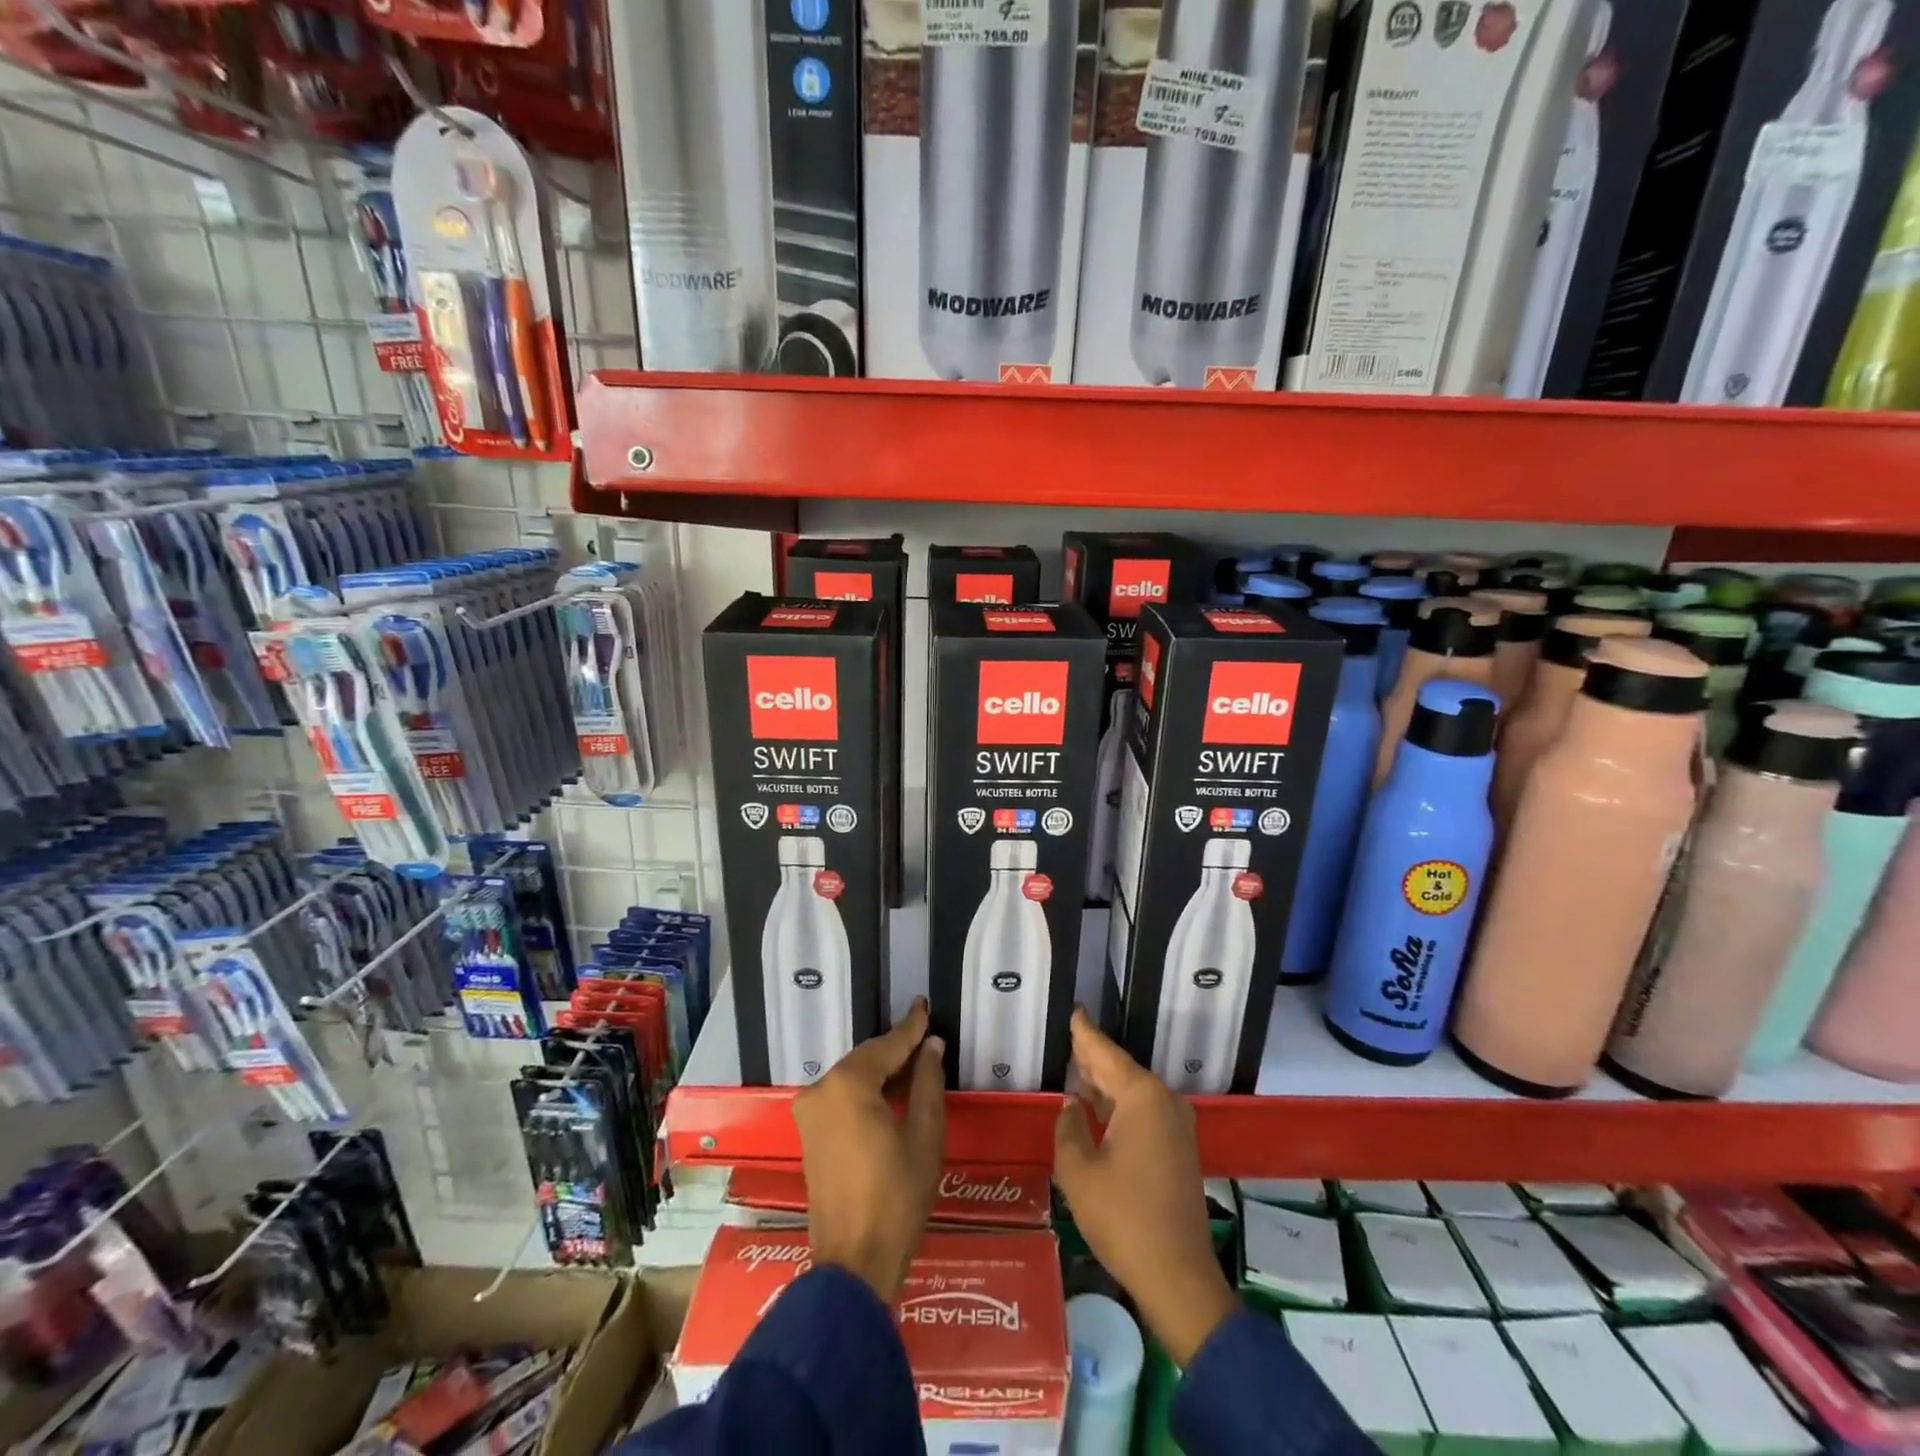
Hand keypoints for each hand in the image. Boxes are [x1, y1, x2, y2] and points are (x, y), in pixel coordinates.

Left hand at [792, 996, 945, 1303]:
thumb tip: (932, 1047)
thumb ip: (928, 1083)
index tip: (924, 1005)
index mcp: (848, 1085)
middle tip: (926, 1037)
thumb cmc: (896, 1197)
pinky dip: (867, 1091)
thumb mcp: (924, 1136)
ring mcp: (810, 1113)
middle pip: (866, 1059)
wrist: (853, 1263)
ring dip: (882, 1071)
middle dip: (897, 1049)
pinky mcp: (809, 1134)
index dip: (911, 1027)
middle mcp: (822, 1089)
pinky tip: (892, 1092)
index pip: (887, 1046)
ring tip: (916, 1063)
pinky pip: (842, 1097)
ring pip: (853, 1077)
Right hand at [1053, 1008, 1237, 1366]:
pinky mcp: (1179, 1149)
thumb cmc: (1123, 1218)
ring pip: (1133, 1091)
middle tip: (1068, 1039)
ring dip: (1105, 1084)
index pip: (1105, 1053)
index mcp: (1142, 1097)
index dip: (1085, 1033)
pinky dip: (1120, 1106)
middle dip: (1094, 1058)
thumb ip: (1069, 1128)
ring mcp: (1177, 1125)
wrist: (1178, 1277)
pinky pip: (1144, 1112)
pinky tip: (1098, 1109)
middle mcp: (1164, 1101)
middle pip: (1121, 1069)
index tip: (1075, 1010)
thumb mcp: (1079, 1172)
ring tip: (1077, 1070)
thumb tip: (1072, 1106)